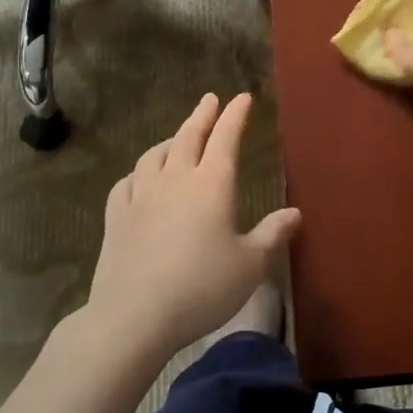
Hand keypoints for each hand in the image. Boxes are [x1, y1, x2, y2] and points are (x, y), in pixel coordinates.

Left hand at [86, 93, 300, 356]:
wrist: (135, 315)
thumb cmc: (203, 287)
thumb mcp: (251, 265)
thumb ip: (273, 234)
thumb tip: (295, 212)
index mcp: (213, 184)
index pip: (226, 138)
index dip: (235, 115)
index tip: (242, 97)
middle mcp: (176, 180)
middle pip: (188, 137)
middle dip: (202, 115)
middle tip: (210, 99)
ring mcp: (141, 196)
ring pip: (154, 155)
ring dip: (169, 140)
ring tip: (176, 137)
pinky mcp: (116, 217)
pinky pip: (127, 182)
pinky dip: (137, 173)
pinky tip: (138, 178)